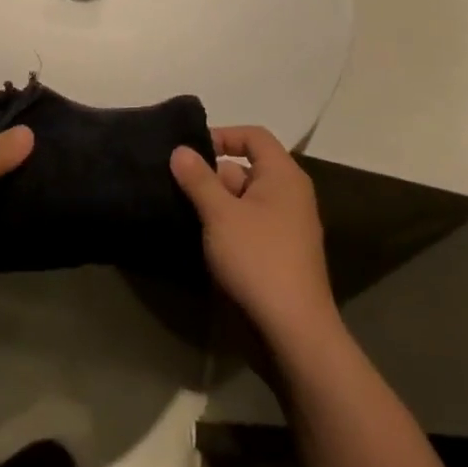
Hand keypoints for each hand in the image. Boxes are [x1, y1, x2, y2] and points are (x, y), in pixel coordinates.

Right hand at [170, 126, 337, 344]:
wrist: (291, 331)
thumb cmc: (258, 260)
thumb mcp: (220, 214)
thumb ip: (199, 178)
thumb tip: (180, 149)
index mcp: (283, 176)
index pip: (254, 136)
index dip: (222, 135)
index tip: (189, 151)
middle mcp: (288, 195)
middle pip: (245, 168)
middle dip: (211, 175)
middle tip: (175, 185)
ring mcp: (283, 226)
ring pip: (242, 199)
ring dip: (213, 203)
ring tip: (179, 209)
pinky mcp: (275, 253)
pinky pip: (246, 224)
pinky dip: (223, 225)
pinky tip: (198, 236)